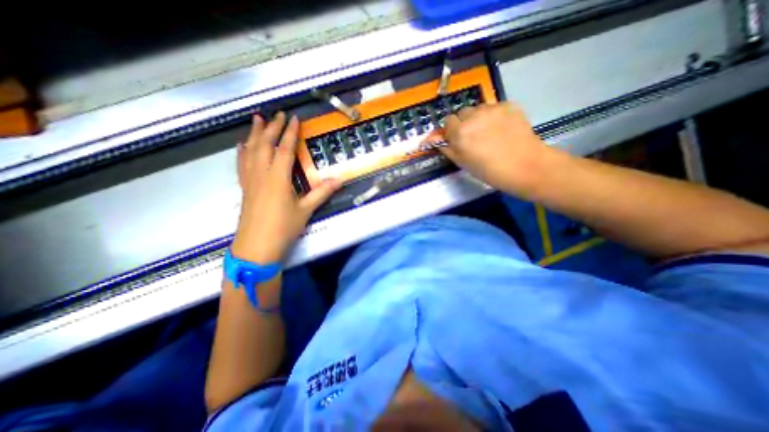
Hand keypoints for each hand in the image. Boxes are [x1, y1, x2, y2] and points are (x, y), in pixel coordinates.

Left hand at [231, 112, 342, 262]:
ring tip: (256, 119)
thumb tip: (340, 179)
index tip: (294, 119)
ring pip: (250, 151)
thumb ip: (322, 193)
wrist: (257, 247)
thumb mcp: (306, 210)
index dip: (289, 133)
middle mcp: (261, 175)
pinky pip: (242, 164)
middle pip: (264, 145)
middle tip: (277, 114)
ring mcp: (250, 181)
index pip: (284, 150)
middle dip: (271, 128)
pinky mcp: (245, 188)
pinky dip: (242, 152)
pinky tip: (242, 145)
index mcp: (278, 179)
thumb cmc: (283, 228)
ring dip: (254, 134)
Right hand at [438, 103, 559, 197]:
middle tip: (474, 137)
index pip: (447, 121)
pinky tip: (502, 128)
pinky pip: (494, 107)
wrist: (525, 166)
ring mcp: (493, 108)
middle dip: (465, 123)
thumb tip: (432, 140)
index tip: (458, 140)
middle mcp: (474, 115)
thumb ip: (446, 148)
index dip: (452, 131)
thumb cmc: (489, 170)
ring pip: (478, 109)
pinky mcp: (509, 105)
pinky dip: (494, 116)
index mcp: (460, 132)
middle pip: (462, 113)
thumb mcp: (462, 163)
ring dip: (479, 118)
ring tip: (490, 133)